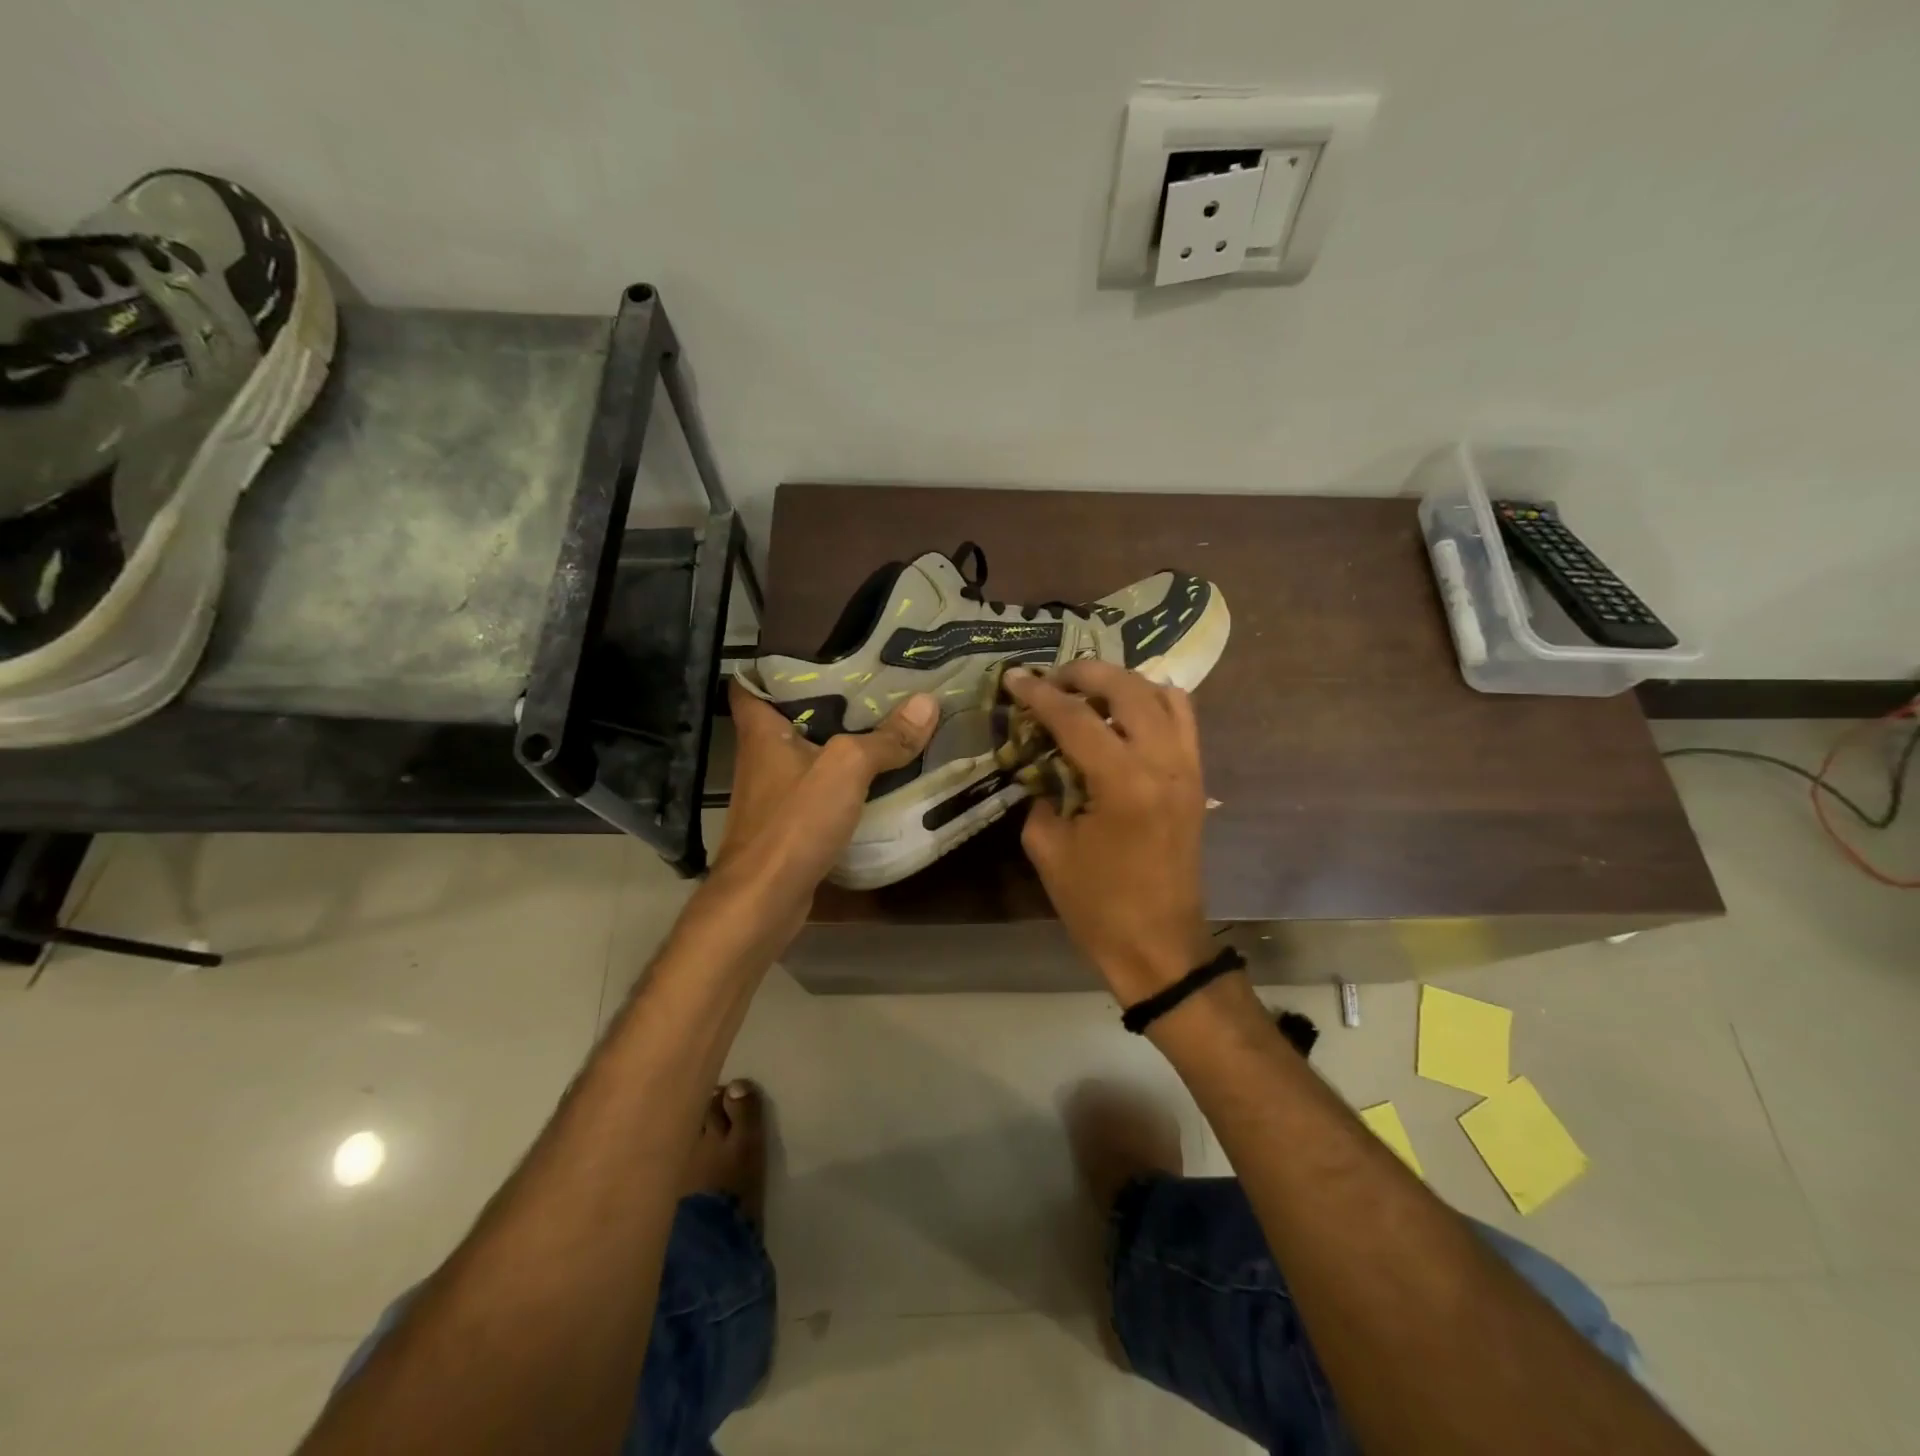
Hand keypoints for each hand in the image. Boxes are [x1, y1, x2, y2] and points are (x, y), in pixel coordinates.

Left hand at [708, 679, 936, 939]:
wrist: (765, 900)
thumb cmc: (794, 823)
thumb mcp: (846, 769)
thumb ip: (885, 737)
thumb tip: (929, 702)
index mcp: (762, 730)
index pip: (753, 680)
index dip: (778, 661)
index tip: (820, 649)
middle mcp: (762, 755)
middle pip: (790, 714)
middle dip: (828, 697)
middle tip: (873, 679)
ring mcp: (774, 791)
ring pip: (808, 752)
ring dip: (840, 739)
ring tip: (884, 718)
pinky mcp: (789, 822)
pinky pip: (819, 786)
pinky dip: (843, 778)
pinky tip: (877, 775)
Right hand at [1005, 662, 1213, 1004]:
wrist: (1158, 945)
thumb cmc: (1097, 905)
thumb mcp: (1048, 847)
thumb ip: (1040, 792)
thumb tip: (1038, 760)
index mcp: (1123, 783)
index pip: (1076, 717)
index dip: (1039, 694)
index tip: (1014, 678)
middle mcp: (1163, 763)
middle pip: (1127, 687)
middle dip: (1085, 673)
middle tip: (1052, 680)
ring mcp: (1188, 768)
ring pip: (1163, 695)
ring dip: (1123, 682)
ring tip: (1089, 692)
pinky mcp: (1197, 780)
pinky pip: (1182, 720)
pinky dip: (1152, 703)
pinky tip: (1123, 716)